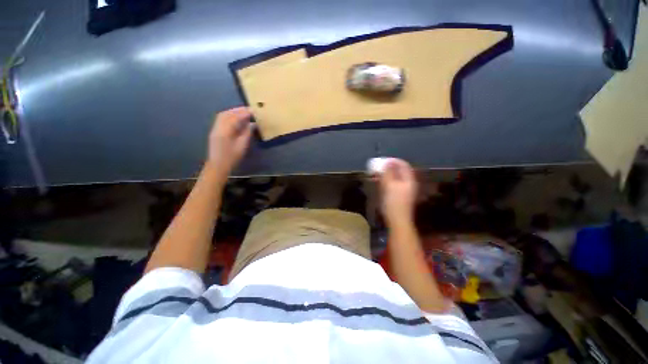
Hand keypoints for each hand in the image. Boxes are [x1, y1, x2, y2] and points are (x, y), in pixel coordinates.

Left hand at [206, 107, 253, 175]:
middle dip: (238, 110)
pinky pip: (221, 120)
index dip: (244, 113)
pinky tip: (235, 119)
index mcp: (225, 131)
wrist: (218, 165)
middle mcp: (218, 127)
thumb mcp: (242, 146)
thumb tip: (252, 124)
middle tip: (248, 109)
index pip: (234, 118)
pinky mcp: (215, 131)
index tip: (253, 110)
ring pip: (223, 116)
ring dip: (233, 112)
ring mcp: (215, 129)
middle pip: (226, 114)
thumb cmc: (232, 157)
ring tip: (243, 112)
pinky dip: (229, 116)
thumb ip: (247, 133)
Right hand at [378, 158, 417, 224]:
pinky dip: (385, 181)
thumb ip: (388, 173)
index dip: (392, 161)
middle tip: (376, 167)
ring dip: (385, 174)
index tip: (381, 160)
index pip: (402, 164)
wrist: (397, 220)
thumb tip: (387, 161)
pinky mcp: (398, 195)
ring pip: (394, 177)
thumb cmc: (393, 202)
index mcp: (408, 179)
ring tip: (374, 174)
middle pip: (398, 171)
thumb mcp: (389, 185)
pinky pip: (391, 184)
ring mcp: (403, 190)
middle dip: (387, 168)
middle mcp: (407, 183)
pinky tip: (377, 182)